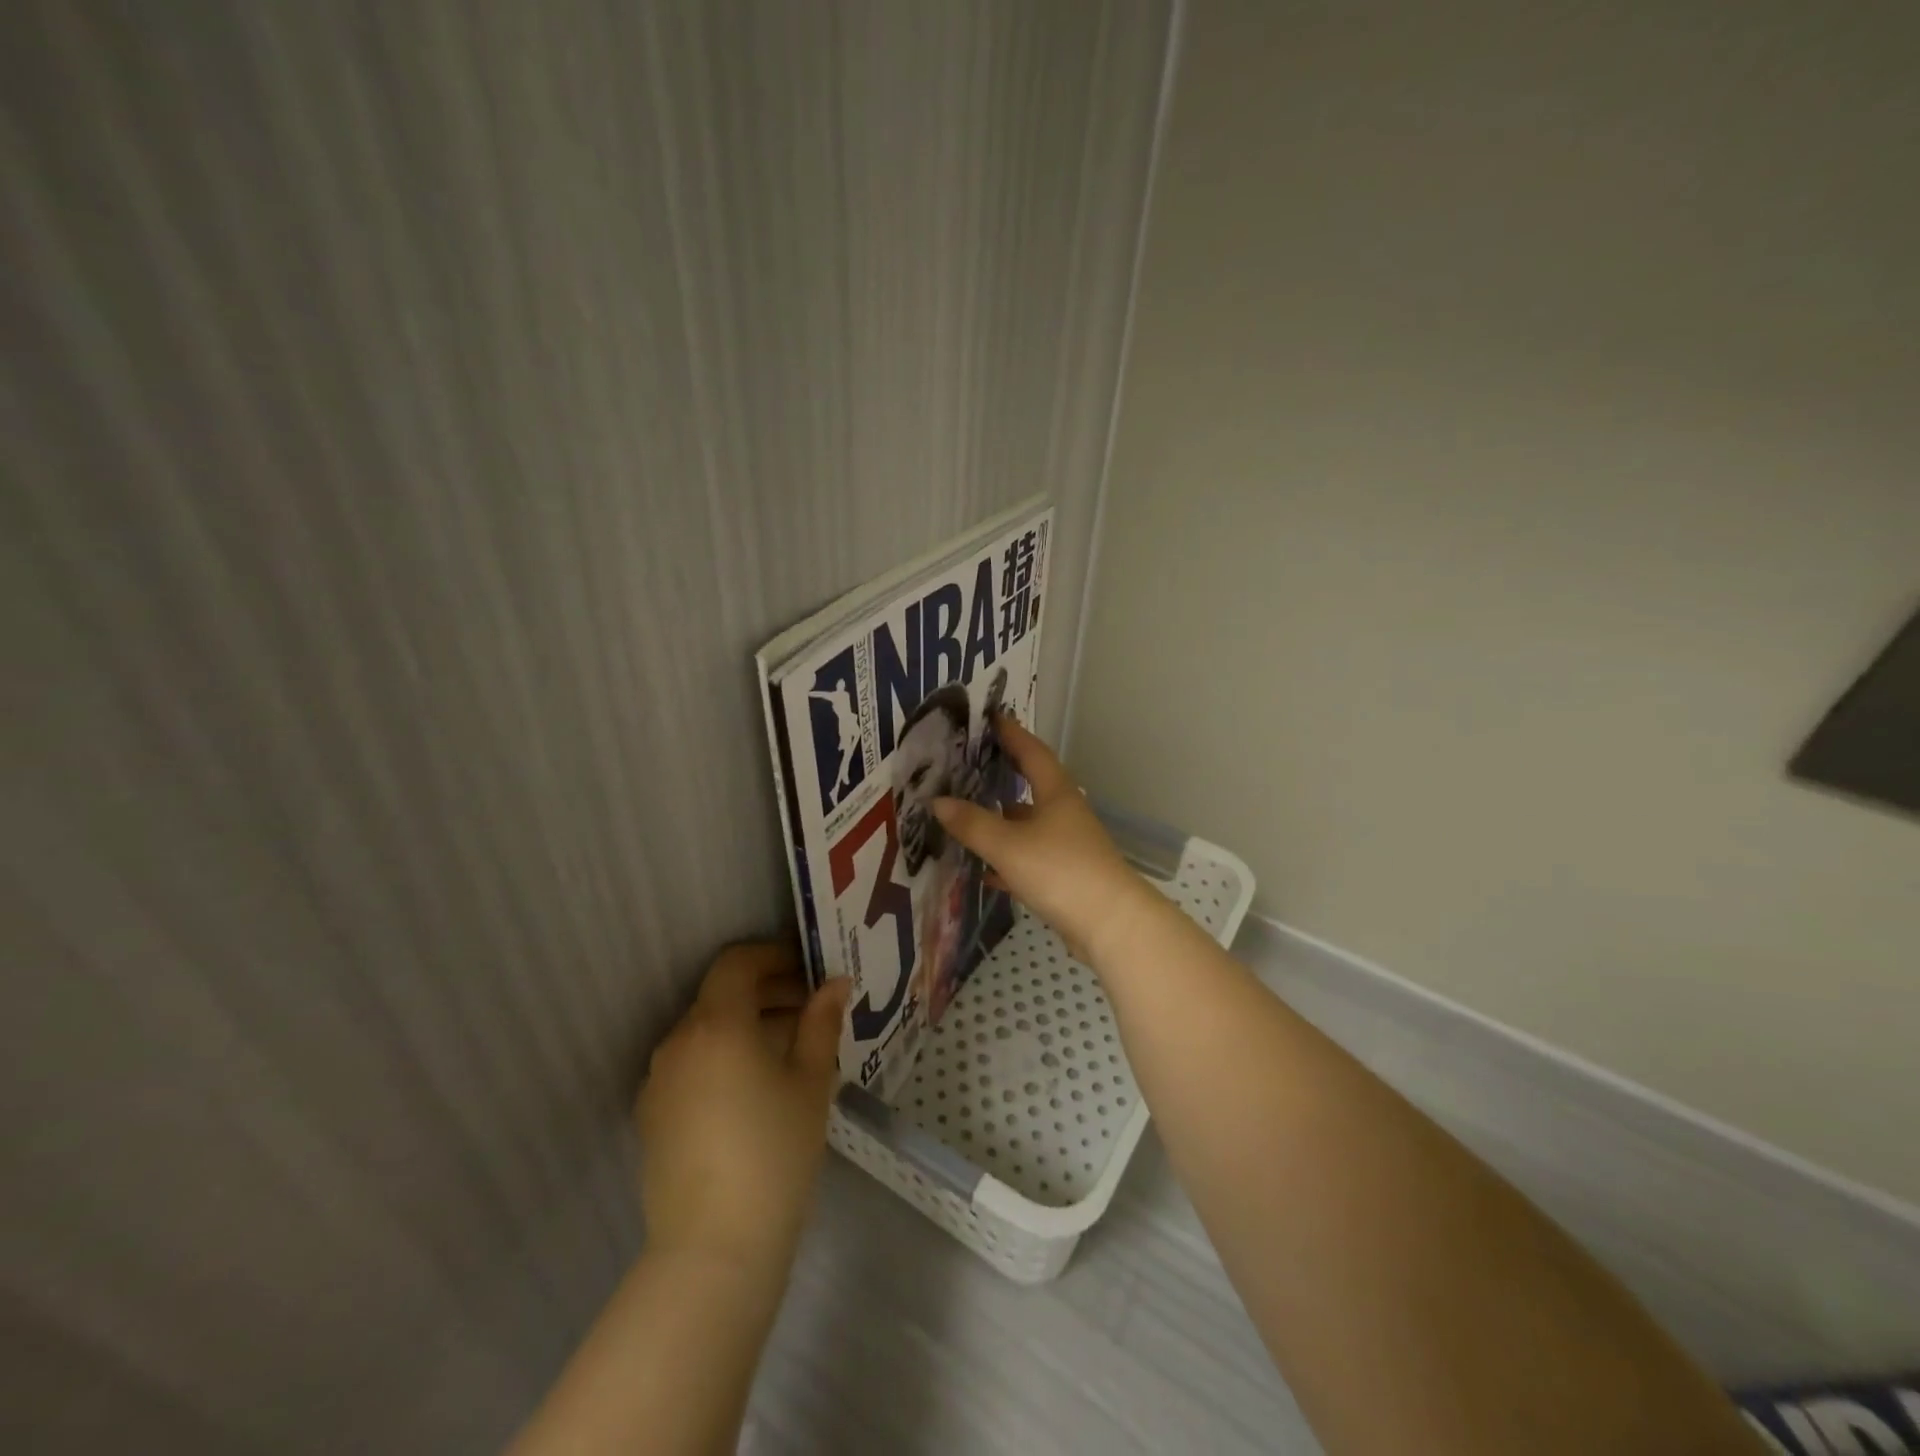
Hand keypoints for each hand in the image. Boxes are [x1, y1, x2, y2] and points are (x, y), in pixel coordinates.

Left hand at [634, 942, 848, 1273]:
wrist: (714, 1250)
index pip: (737, 963)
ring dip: (745, 1025)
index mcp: (718, 1025)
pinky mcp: (652, 1115)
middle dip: (766, 991)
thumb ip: (821, 1023)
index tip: (807, 971)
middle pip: (721, 995)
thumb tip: (835, 983)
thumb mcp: (811, 1082)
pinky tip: (754, 1089)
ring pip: (706, 1031)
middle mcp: (679, 1041)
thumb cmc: (775, 1153)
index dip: (773, 956)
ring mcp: (659, 1080)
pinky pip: (691, 1064)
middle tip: (810, 1009)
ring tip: (789, 1050)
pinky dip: (722, 1057)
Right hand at [931, 715, 1150, 963]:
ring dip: (1003, 819)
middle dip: (1004, 774)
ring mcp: (1069, 845)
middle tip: (972, 763)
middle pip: (1032, 785)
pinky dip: (1008, 859)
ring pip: (1029, 824)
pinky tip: (986, 870)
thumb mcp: (1008, 846)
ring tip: (968, 815)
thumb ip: (972, 824)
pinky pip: (1031, 858)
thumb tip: (938, 801)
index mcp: (1056, 794)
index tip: (992, 716)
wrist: (1111, 925)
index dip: (1012, 733)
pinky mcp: (1067, 876)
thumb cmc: (1061, 871)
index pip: (1032, 752)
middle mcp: (1065, 813)